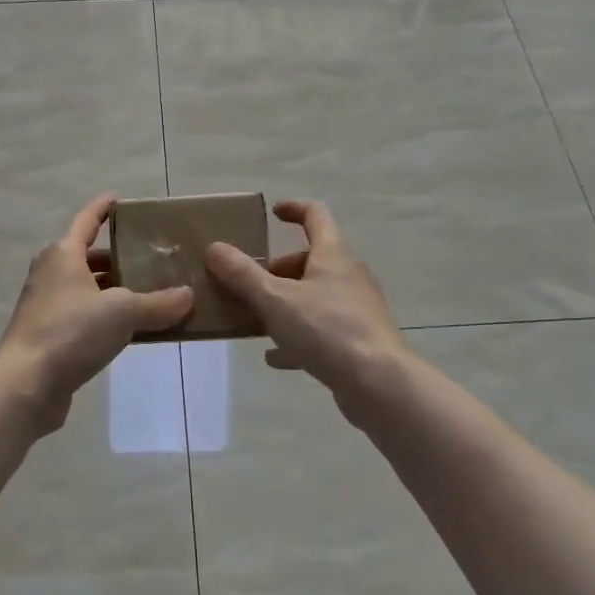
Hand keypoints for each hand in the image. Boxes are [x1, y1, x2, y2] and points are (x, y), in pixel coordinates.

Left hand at [0, 194, 193, 431]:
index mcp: (63, 254)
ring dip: (114, 291)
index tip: (119, 198)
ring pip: (87, 288)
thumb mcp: (123, 313)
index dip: (103, 208)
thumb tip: (188, 296)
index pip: (87, 220)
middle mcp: (50, 273)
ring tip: (149, 295)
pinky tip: (129, 330)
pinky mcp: (47, 335)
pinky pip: (83, 315)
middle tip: (153, 259)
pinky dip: (105, 316)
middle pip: (90, 257)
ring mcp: (45, 305)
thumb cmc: (71, 332)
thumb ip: (158, 304)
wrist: (25, 385)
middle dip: (120, 258)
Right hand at [205, 201, 411, 421]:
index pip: (315, 215)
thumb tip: (214, 247)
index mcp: (333, 254)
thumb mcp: (275, 300)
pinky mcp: (357, 341)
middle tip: (247, 284)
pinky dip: (296, 336)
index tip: (271, 213)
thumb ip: (242, 274)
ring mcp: (355, 310)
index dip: (293, 209)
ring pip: (314, 296)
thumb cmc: (328, 330)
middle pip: (310, 260)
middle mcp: (348, 275)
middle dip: (277, 268)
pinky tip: (274, 356)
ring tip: (254, 318)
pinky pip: (320, 330)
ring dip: (284, 302)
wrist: (380, 385)